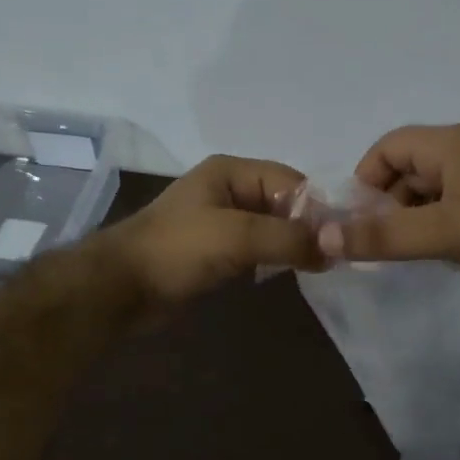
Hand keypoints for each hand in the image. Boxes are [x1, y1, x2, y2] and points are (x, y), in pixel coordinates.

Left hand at [96, 154, 324, 305]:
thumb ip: (288, 238)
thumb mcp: (237, 236)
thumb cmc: (177, 250)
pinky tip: (289, 274)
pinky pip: (256, 249)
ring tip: (319, 268)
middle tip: (334, 258)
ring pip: (271, 228)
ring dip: (292, 246)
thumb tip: (335, 249)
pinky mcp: (215, 251)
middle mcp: (229, 191)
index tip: (340, 241)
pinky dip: (274, 259)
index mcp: (231, 172)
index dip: (317, 209)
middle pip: (284, 204)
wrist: (120, 287)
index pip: (292, 182)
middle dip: (308, 228)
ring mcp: (221, 222)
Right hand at [324, 124, 459, 283]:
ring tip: (409, 255)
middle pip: (408, 169)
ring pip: (433, 190)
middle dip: (387, 205)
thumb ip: (384, 236)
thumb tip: (324, 235)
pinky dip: (441, 224)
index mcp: (449, 143)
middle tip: (380, 246)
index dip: (364, 181)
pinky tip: (444, 254)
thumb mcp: (444, 232)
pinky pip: (457, 204)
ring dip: (414, 218)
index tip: (358, 223)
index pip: (387, 148)